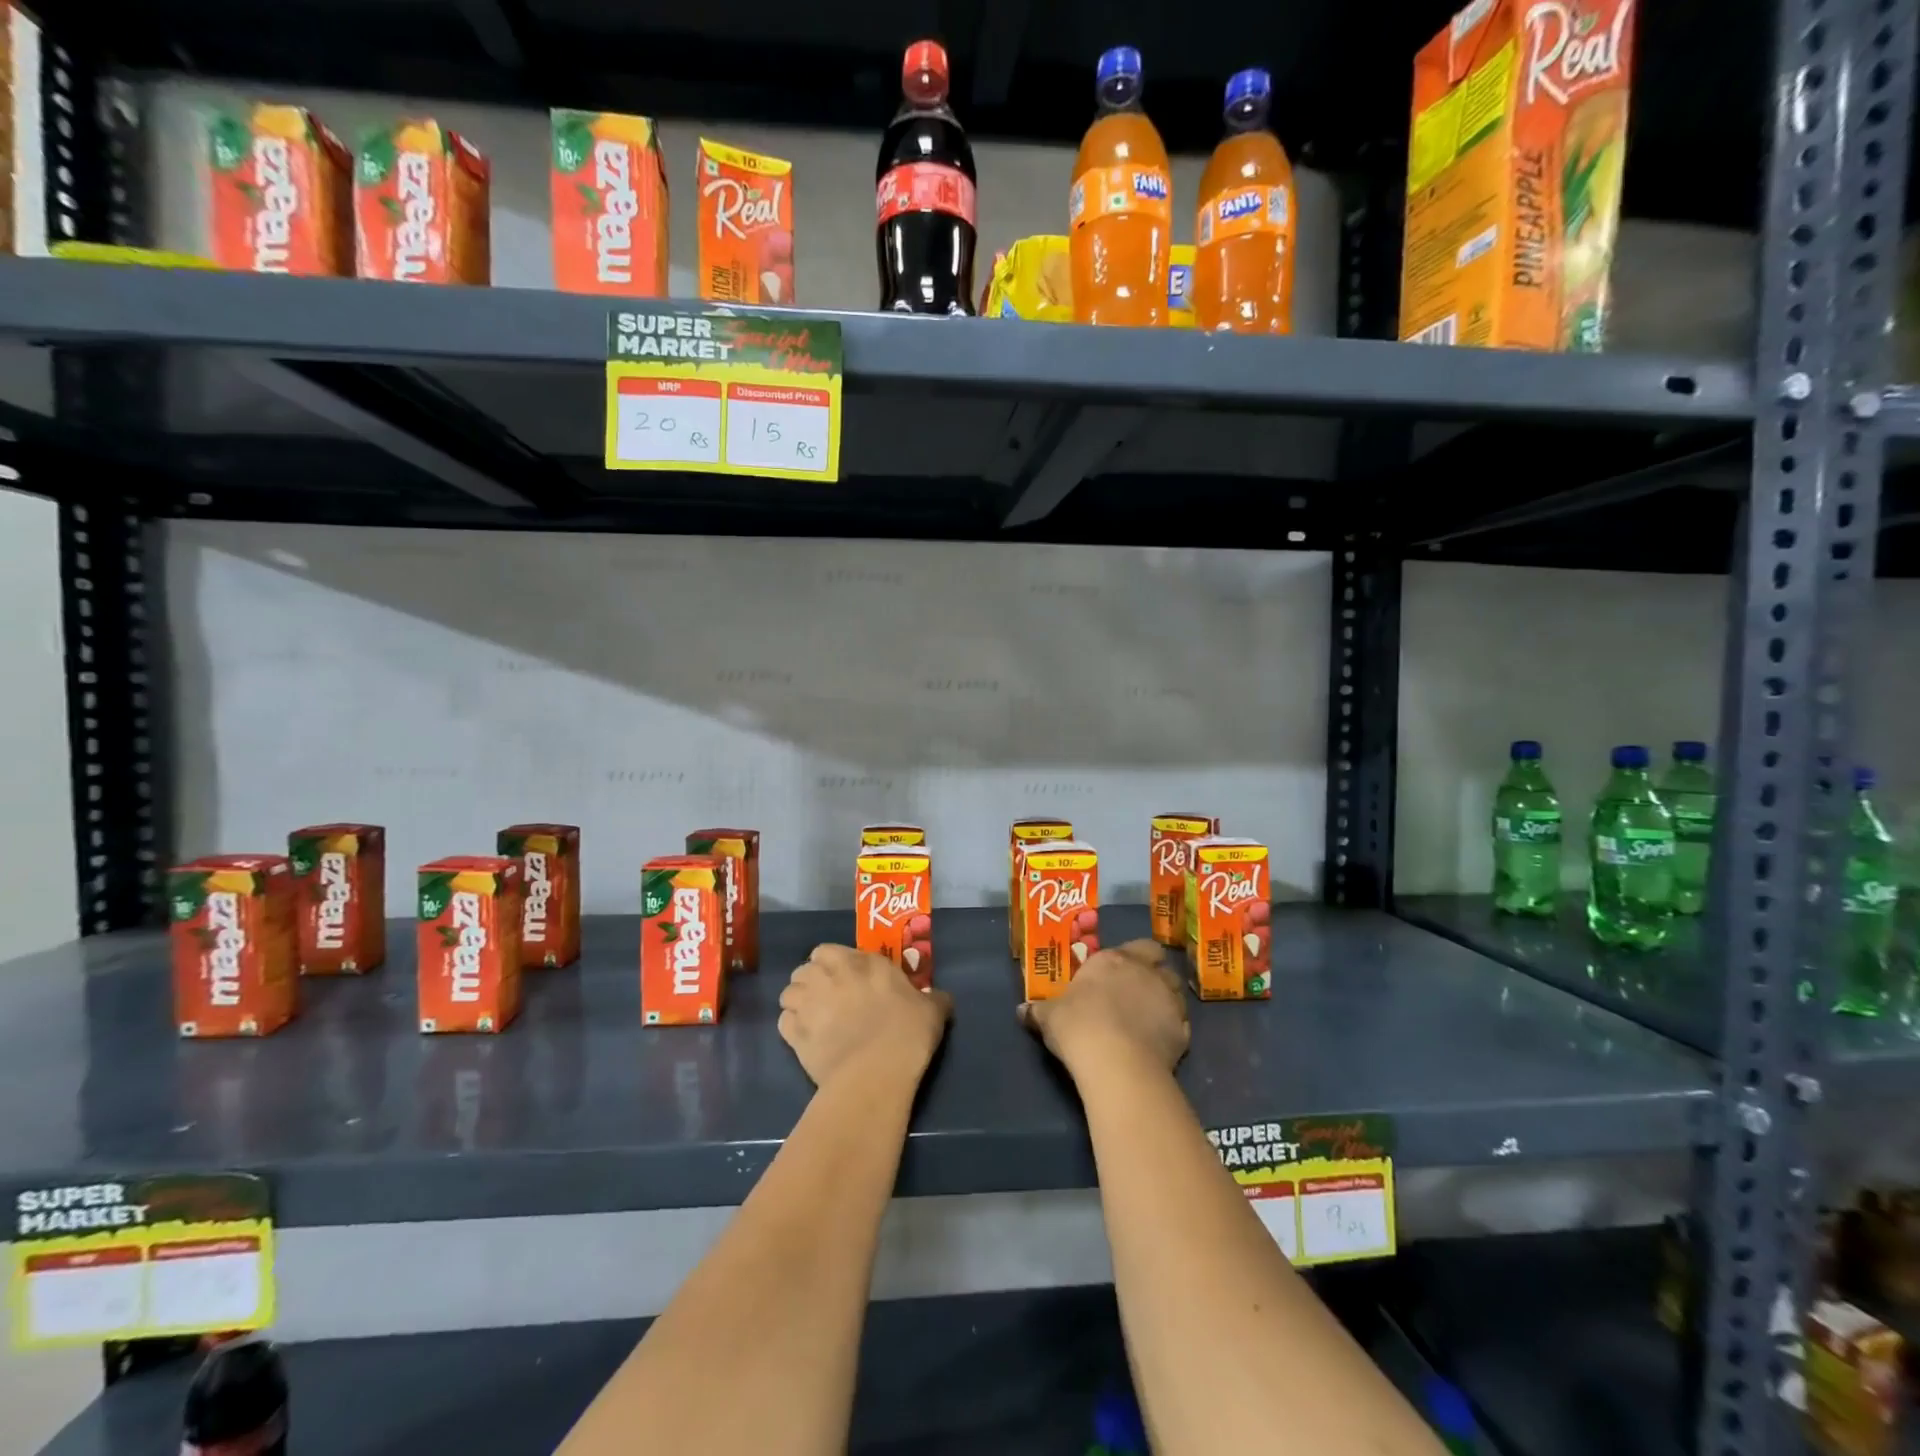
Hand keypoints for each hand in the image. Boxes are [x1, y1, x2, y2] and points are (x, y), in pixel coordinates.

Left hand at [778, 944, 952, 1089]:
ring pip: (789, 992)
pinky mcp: (794, 1033)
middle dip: (812, 979)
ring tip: (812, 1018)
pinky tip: (804, 1038)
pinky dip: (791, 1027)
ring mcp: (809, 1002)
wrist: (876, 1072)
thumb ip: (934, 999)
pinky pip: (784, 1021)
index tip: (846, 979)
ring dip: (798, 1001)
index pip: (831, 950)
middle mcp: (831, 974)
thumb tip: (941, 998)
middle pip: (805, 967)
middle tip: (826, 998)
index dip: (835, 964)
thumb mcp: (932, 1011)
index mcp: (863, 962)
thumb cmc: (907, 1034)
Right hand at [1019, 939, 1188, 1077]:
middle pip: (1160, 962)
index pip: (1136, 946)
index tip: (1119, 972)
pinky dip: (1173, 1029)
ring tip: (1150, 1016)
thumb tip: (1021, 1010)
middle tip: (1138, 989)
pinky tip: (1159, 1042)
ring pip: (1176, 990)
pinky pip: (1181, 1024)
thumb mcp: (1049, 1017)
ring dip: (1166, 998)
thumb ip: (1038, 1011)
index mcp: (1113, 960)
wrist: (1116, 1061)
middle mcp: (1145, 972)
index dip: (1132, 957)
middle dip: (1154, 971)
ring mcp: (1168, 1000)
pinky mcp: (1183, 1031)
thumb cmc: (1078, 1026)